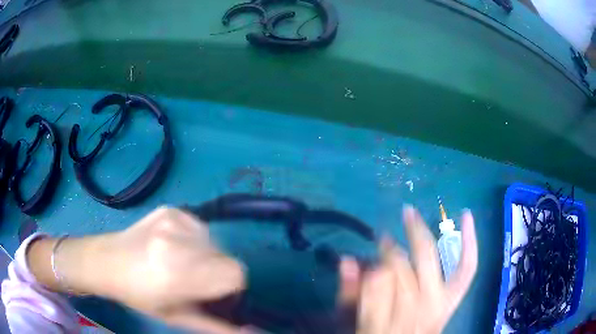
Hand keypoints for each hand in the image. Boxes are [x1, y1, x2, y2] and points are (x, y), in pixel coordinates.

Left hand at [29, 207, 246, 332]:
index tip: (217, 292)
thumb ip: (216, 327)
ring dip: (206, 256)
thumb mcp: (176, 318)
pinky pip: (200, 228)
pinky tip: (174, 246)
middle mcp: (176, 242)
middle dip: (217, 272)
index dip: (232, 286)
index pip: (234, 273)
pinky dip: (195, 240)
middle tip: (195, 280)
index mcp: (176, 274)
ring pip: (215, 242)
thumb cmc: (138, 295)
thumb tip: (252, 331)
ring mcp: (172, 220)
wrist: (106, 260)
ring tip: (181, 263)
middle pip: (225, 257)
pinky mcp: (170, 209)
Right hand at [338, 205, 477, 333]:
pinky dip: (469, 243)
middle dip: (390, 250)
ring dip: (418, 236)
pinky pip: (466, 268)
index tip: (363, 261)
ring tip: (409, 215)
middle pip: (403, 272)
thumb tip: (348, 260)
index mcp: (383, 324)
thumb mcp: (352, 325)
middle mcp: (415, 314)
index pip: (377, 284)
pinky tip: (465, 216)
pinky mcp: (453, 300)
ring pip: (428, 262)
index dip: (369, 267)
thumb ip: (349, 296)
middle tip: (381, 237)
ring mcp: (439, 306)